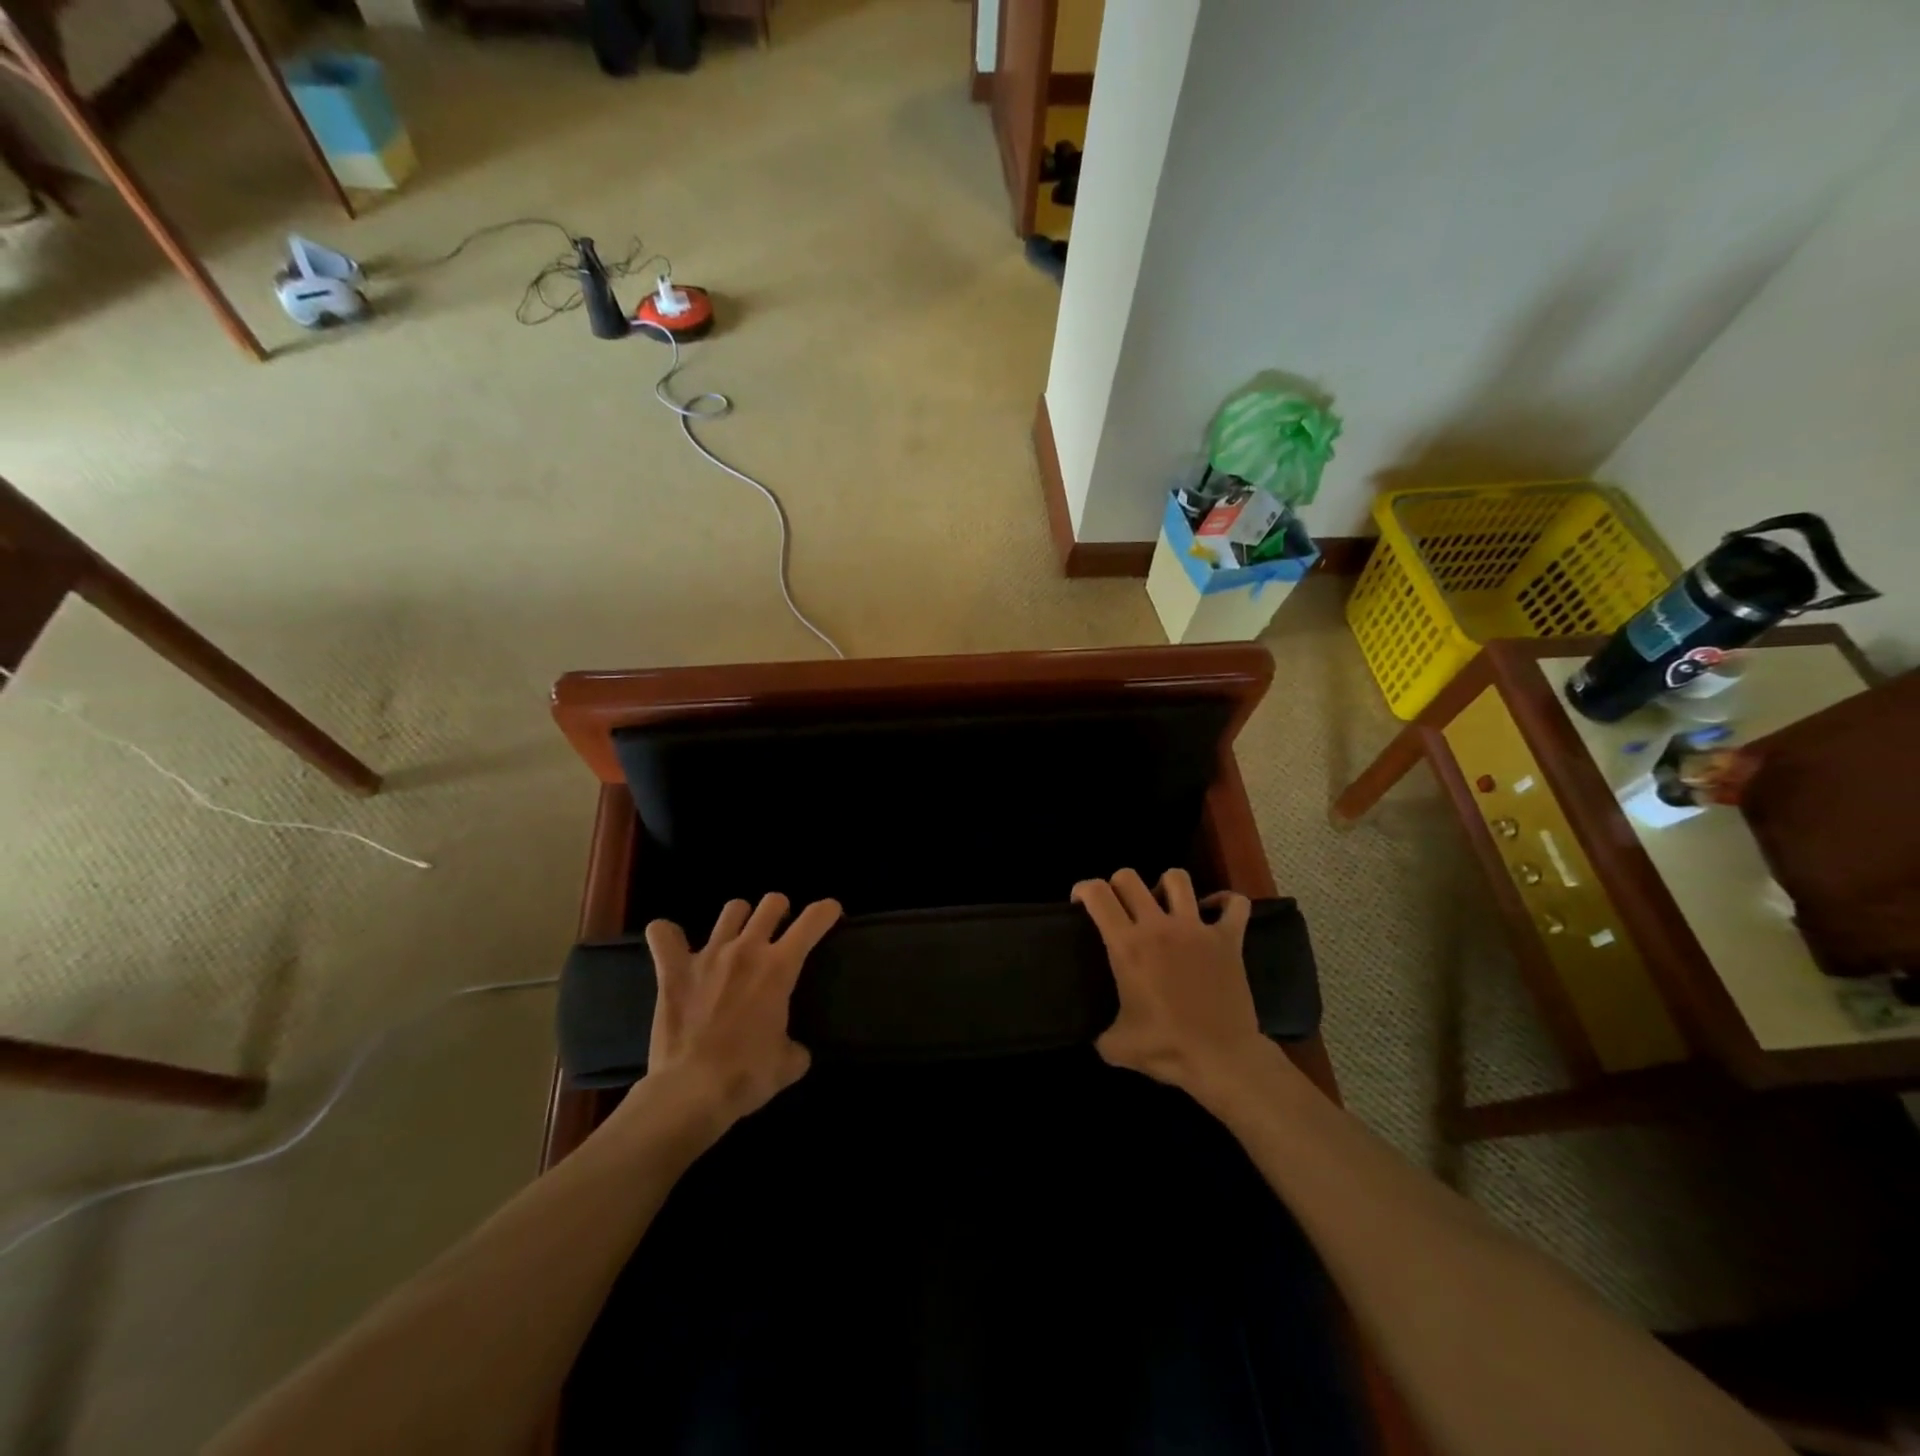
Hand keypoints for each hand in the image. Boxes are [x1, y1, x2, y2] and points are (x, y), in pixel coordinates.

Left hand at [639, 893, 841, 1129]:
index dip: (826, 911)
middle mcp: (746, 949)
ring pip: (731, 911)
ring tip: (738, 935)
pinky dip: (667, 935)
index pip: (812, 921)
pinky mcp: (672, 971)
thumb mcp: (788, 1064)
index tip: (830, 912)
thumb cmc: (747, 1075)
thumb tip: (792, 1049)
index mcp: (779, 967)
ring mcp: (708, 956)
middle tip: (780, 929)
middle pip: (771, 904)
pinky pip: (663, 936)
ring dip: (740, 918)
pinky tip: (672, 943)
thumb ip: (795, 1047)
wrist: (691, 1091)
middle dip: (781, 910)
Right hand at [1072, 868, 1277, 1105]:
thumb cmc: (1167, 1049)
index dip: (1083, 890)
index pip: (1098, 894)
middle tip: (1120, 909)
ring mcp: (1197, 928)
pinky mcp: (1229, 939)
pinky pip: (1234, 904)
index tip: (1081, 904)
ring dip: (1166, 887)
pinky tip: (1214, 912)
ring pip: (1177, 878)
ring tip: (1164, 907)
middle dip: (1118, 885)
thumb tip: (1095, 1032)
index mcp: (1128, 946)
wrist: (1222, 1060)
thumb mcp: (1116, 1046)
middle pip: (1129, 877)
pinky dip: (1225, 902)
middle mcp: (1159, 926)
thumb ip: (1099, 1032)